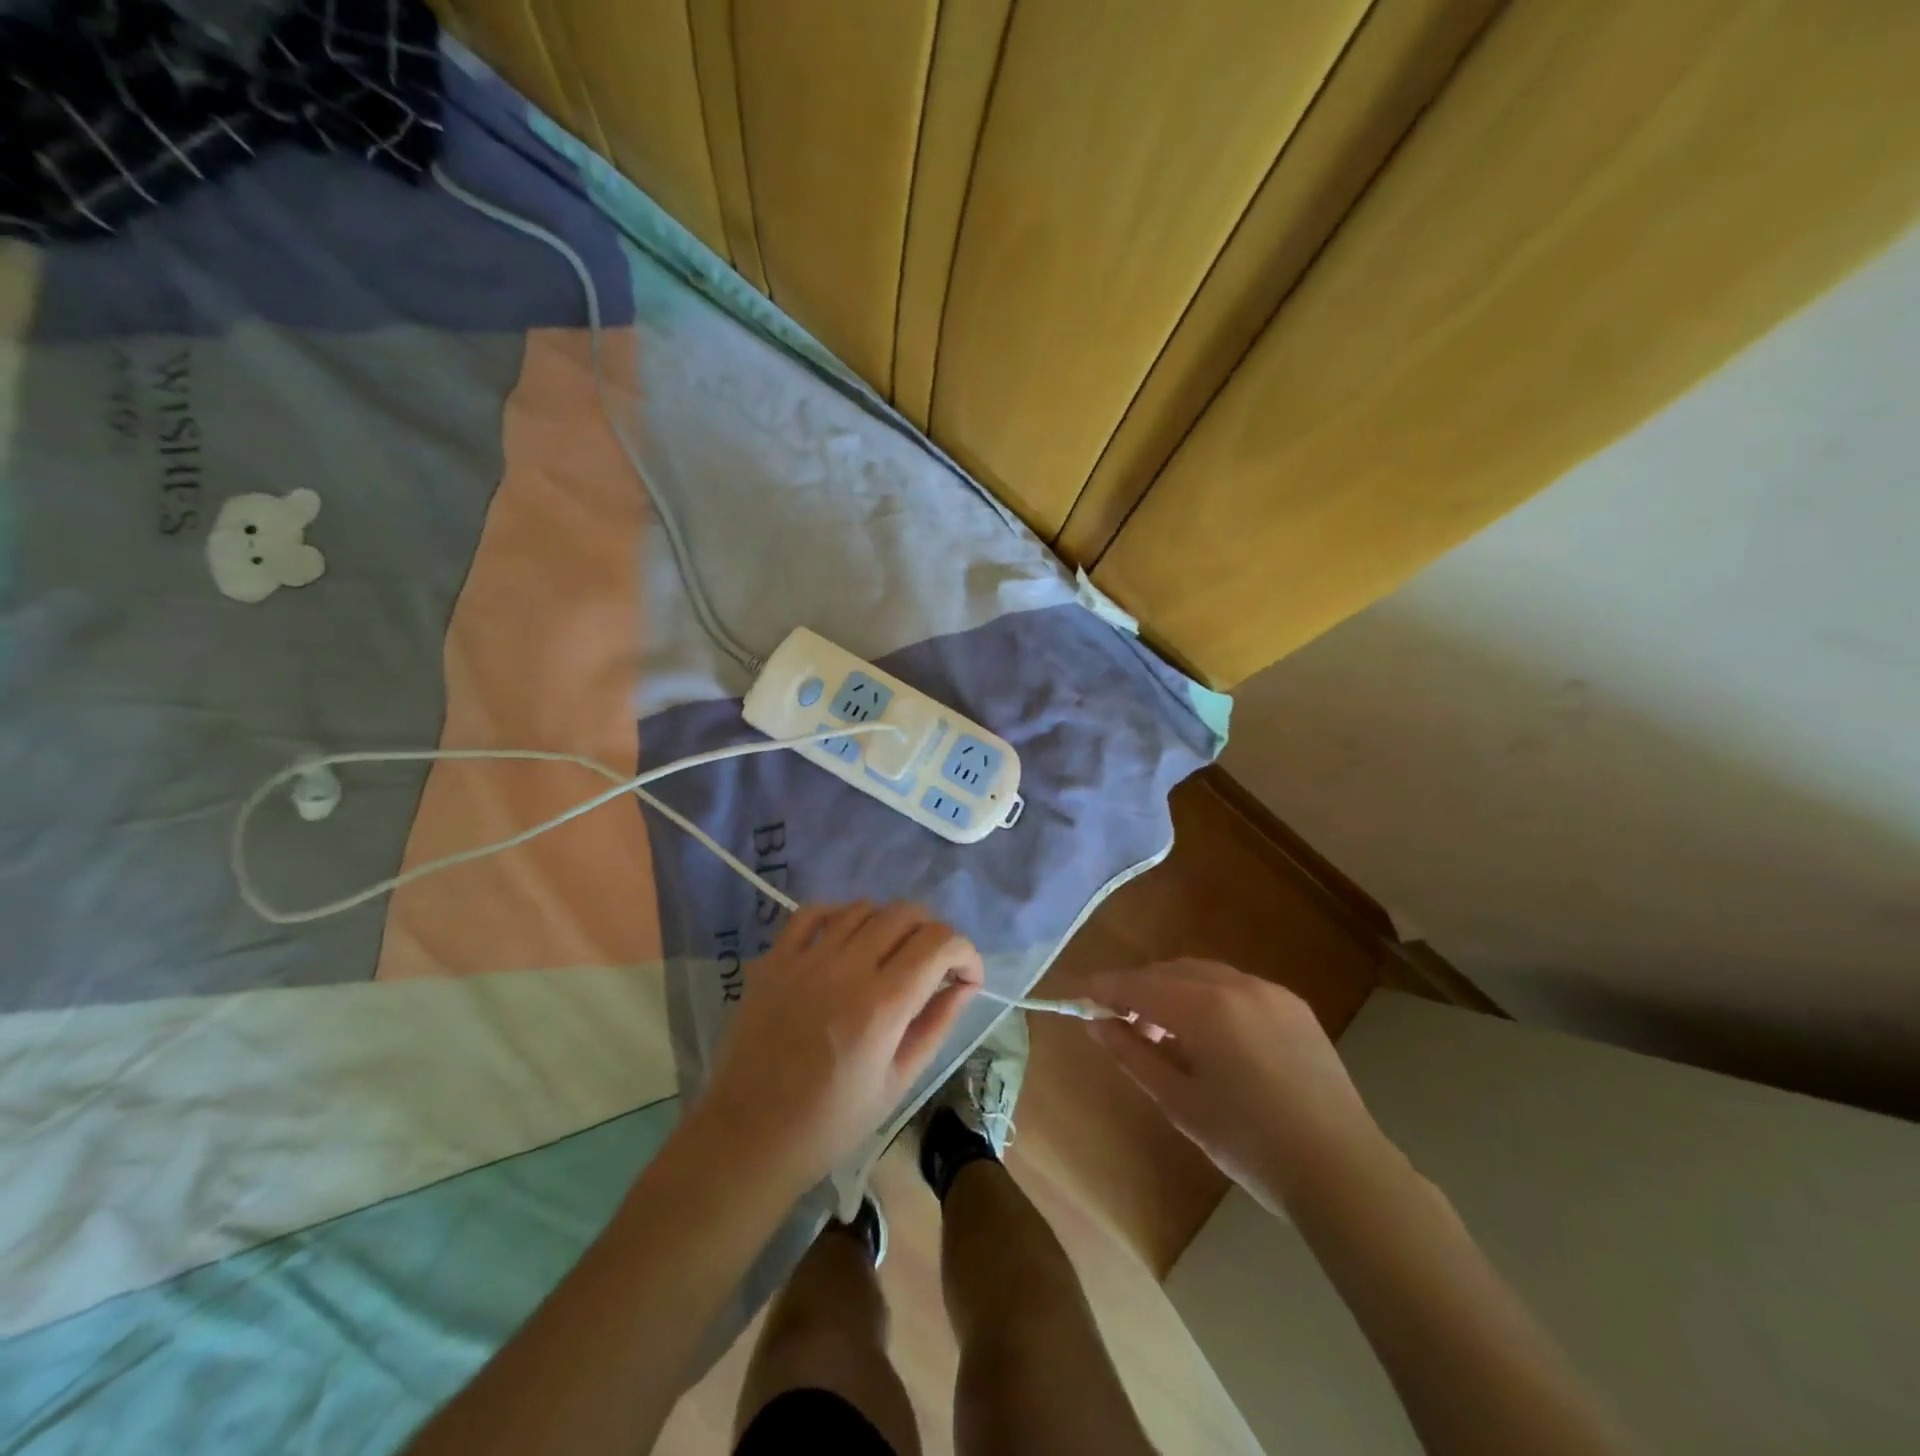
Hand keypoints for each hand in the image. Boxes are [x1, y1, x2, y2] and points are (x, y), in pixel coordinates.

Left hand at [699, 902, 982, 1192]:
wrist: (749, 1136)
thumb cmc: (832, 1122)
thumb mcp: (899, 1082)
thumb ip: (936, 1024)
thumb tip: (965, 984)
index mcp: (882, 1005)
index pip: (939, 943)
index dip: (966, 952)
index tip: (967, 976)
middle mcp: (846, 969)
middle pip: (905, 914)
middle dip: (933, 932)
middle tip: (934, 964)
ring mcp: (805, 959)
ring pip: (863, 908)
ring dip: (890, 923)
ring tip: (891, 954)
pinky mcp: (774, 960)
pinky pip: (812, 912)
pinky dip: (840, 914)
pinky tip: (847, 937)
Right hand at [1080, 958, 1382, 1211]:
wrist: (1342, 1171)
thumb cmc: (1250, 1145)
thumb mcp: (1179, 1103)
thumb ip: (1133, 1055)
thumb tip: (1097, 1023)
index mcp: (1205, 1008)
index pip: (1138, 984)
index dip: (1103, 988)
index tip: (1078, 997)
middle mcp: (1236, 985)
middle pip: (1169, 971)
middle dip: (1138, 989)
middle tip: (1119, 1023)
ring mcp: (1270, 991)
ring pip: (1203, 974)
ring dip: (1173, 991)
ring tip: (1163, 1035)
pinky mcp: (1293, 1005)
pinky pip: (1235, 987)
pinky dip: (1208, 998)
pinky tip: (1209, 1037)